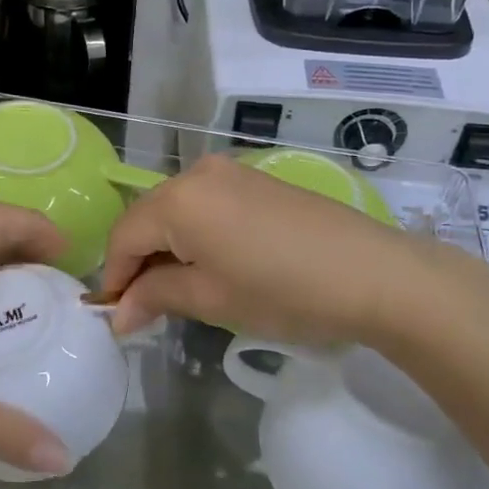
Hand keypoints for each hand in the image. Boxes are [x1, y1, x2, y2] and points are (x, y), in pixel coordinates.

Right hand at [98, 155, 488, 351]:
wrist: (374, 273)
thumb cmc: (282, 291)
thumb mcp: (210, 299)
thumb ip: (155, 297)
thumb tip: (118, 314)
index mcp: (177, 198)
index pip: (123, 236)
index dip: (114, 278)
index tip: (117, 317)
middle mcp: (197, 172)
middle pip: (148, 218)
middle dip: (139, 261)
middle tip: (146, 308)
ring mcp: (230, 171)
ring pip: (177, 210)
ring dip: (168, 247)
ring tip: (181, 289)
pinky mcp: (256, 180)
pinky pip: (206, 204)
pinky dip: (196, 233)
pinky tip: (213, 264)